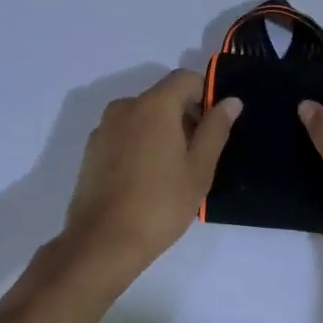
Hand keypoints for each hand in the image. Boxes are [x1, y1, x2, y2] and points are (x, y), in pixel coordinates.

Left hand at [63, 71, 240, 279]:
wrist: (102, 244)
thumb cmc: (160, 204)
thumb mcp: (199, 168)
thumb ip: (216, 128)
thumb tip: (230, 101)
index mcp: (154, 105)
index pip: (186, 78)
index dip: (205, 95)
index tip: (213, 127)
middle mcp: (125, 107)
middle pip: (163, 96)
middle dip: (184, 116)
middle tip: (197, 156)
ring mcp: (104, 128)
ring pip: (143, 116)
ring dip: (161, 131)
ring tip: (171, 172)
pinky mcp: (91, 150)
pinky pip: (125, 134)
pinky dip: (140, 144)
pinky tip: (146, 180)